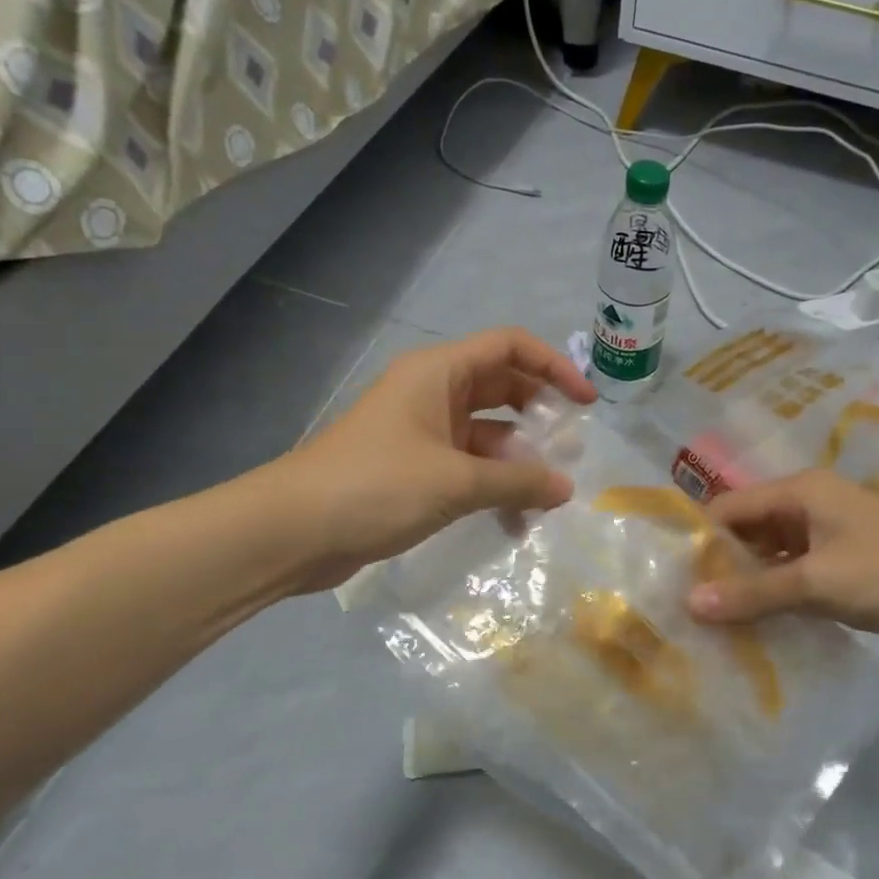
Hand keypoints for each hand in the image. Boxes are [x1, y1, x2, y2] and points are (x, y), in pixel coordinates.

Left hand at [234, 327, 595, 594]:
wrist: (292, 532)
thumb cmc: (375, 486)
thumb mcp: (456, 482)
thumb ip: (518, 482)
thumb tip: (566, 488)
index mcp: (438, 373)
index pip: (508, 347)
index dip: (553, 366)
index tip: (586, 403)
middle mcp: (431, 394)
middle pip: (501, 389)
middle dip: (539, 416)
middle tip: (571, 448)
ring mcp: (421, 433)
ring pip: (487, 435)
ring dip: (518, 461)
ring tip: (548, 496)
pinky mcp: (414, 470)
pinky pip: (467, 468)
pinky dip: (492, 487)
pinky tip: (514, 521)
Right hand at [686, 469, 878, 658]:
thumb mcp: (816, 582)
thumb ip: (753, 594)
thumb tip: (690, 604)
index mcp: (801, 491)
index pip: (730, 508)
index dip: (701, 540)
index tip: (672, 579)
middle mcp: (813, 505)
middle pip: (751, 530)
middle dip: (723, 564)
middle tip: (688, 605)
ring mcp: (834, 537)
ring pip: (776, 555)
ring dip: (751, 583)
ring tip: (716, 621)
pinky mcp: (851, 566)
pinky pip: (800, 575)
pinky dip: (780, 596)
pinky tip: (761, 626)